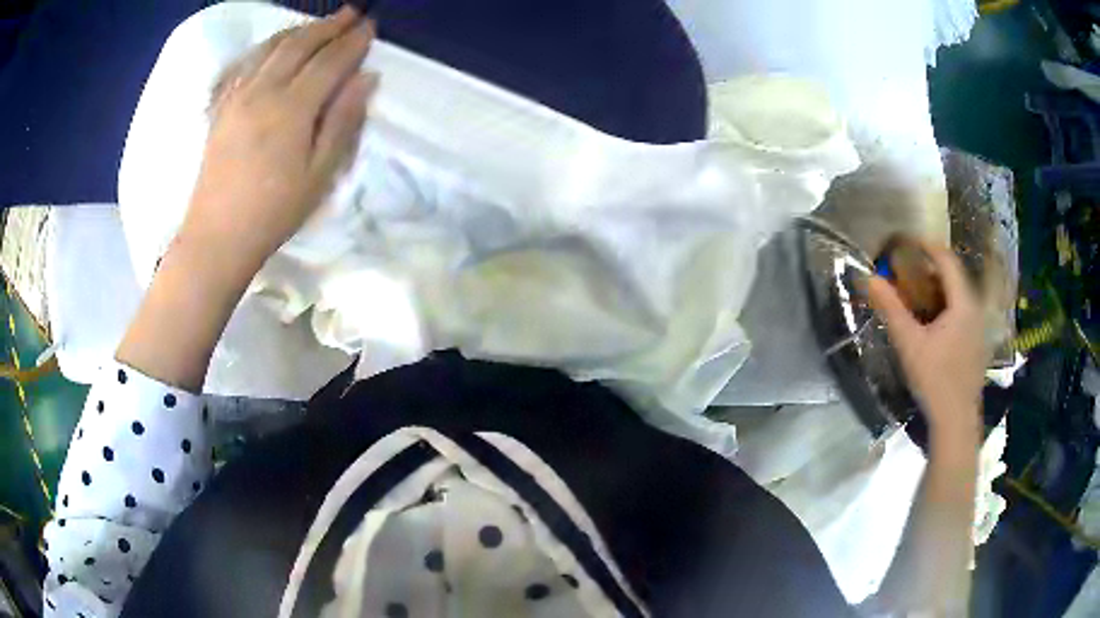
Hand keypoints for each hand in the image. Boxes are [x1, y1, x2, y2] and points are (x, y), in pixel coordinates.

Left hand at [179, 6, 377, 279]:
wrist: (217, 236)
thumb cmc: (274, 211)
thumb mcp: (320, 173)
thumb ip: (343, 120)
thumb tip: (366, 78)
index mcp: (291, 107)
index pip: (330, 61)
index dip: (353, 42)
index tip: (370, 26)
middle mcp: (263, 91)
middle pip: (299, 45)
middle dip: (328, 26)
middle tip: (350, 13)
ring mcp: (237, 97)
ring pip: (270, 49)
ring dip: (298, 30)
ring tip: (317, 25)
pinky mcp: (221, 108)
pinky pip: (244, 65)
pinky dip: (264, 48)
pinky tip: (272, 47)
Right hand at [868, 240, 988, 441]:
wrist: (955, 422)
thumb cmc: (935, 379)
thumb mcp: (909, 343)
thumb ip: (890, 308)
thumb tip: (868, 277)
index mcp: (962, 302)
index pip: (946, 259)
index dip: (926, 245)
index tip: (906, 241)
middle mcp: (974, 309)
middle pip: (954, 275)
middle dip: (930, 267)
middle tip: (907, 268)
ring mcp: (978, 328)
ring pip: (959, 295)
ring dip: (938, 288)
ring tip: (917, 293)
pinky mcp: (976, 344)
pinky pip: (962, 312)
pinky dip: (946, 306)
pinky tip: (933, 323)